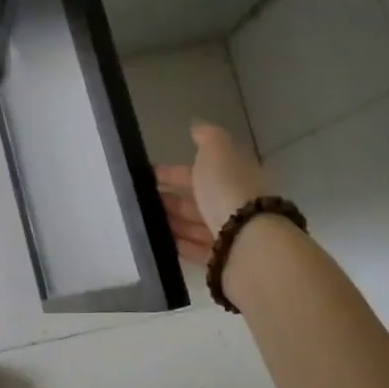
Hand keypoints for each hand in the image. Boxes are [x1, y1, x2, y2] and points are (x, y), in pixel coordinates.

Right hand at [154, 121, 272, 263]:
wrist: (249, 243)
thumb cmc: (229, 190)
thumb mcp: (218, 151)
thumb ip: (207, 137)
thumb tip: (197, 127)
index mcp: (235, 176)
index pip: (200, 171)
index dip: (173, 171)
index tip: (147, 174)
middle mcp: (235, 204)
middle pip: (197, 199)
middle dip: (170, 198)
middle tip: (139, 200)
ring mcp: (230, 234)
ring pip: (194, 224)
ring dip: (171, 220)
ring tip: (143, 221)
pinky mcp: (222, 260)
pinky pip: (195, 249)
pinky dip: (178, 243)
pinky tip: (158, 241)